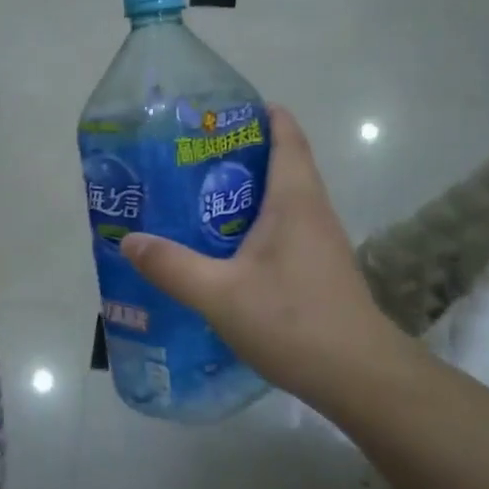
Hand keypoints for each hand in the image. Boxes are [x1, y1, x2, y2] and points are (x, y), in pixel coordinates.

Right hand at [122, 106, 409, 413]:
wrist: (359, 377)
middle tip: (186, 159)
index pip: (286, 135)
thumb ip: (172, 266)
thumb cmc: (293, 321)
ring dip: (243, 194)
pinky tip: (223, 251)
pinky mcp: (318, 270)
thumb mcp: (220, 294)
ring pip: (280, 200)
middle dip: (237, 155)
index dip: (260, 114)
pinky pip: (283, 230)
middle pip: (279, 164)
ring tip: (195, 200)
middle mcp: (312, 211)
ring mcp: (320, 242)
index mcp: (294, 199)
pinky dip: (253, 226)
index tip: (220, 112)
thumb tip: (129, 240)